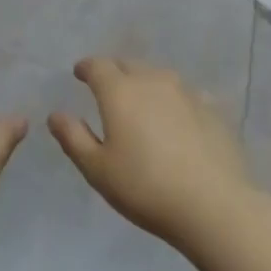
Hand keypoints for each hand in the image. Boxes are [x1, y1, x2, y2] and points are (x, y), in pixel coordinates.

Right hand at [49, 56, 253, 248]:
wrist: (215, 206)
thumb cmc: (146, 187)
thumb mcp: (97, 169)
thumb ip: (73, 138)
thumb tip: (55, 114)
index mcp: (119, 91)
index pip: (97, 65)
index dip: (86, 67)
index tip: (80, 74)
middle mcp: (151, 80)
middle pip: (128, 64)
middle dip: (114, 71)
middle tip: (107, 88)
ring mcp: (185, 92)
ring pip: (158, 75)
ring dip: (144, 82)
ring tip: (141, 101)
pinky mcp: (212, 109)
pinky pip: (185, 94)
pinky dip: (174, 100)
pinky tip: (177, 117)